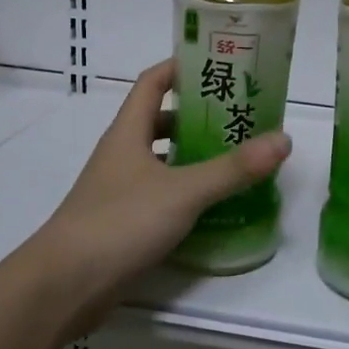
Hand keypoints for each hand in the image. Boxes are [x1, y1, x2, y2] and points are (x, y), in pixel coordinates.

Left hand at [26, 60, 291, 330]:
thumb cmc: (120, 222)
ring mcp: (119, 189)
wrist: (64, 285)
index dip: (181, 66)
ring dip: (192, 155)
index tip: (217, 63)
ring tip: (235, 158)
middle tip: (240, 117)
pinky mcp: (122, 222)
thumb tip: (283, 139)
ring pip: (161, 159)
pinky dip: (185, 191)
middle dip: (197, 115)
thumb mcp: (183, 191)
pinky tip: (212, 205)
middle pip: (159, 120)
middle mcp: (121, 154)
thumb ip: (233, 168)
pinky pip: (160, 194)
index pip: (152, 82)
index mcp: (128, 132)